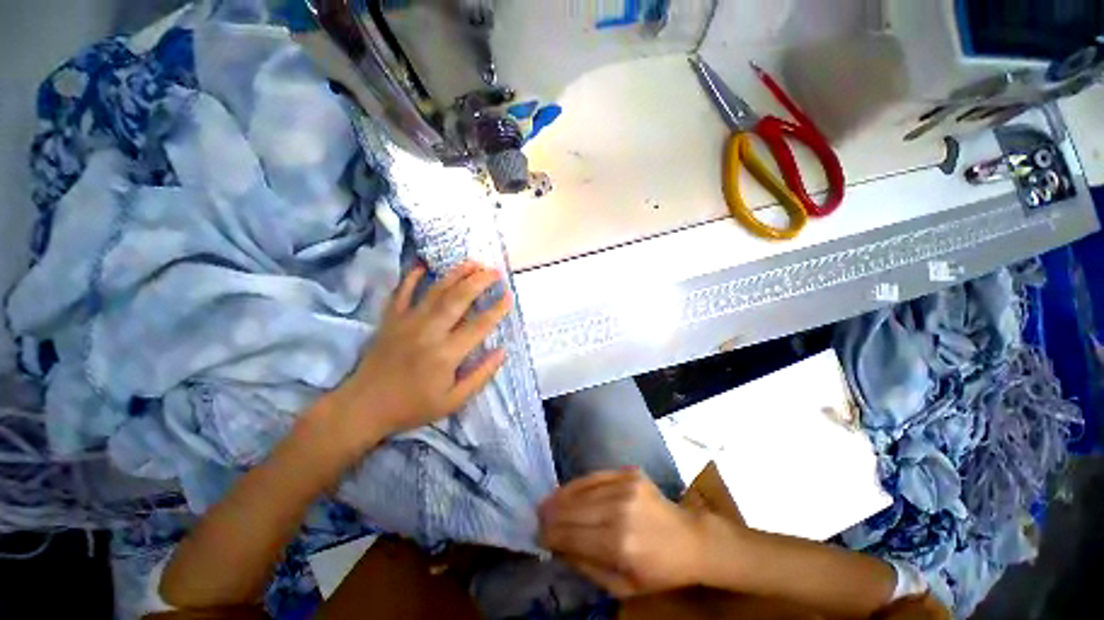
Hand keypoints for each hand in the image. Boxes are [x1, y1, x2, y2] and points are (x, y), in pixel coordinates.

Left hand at [322, 262, 511, 453]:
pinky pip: (401, 292)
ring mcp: (407, 322)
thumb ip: (481, 375)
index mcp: (446, 354)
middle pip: (459, 299)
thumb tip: (502, 351)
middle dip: (479, 281)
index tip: (509, 296)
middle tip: (495, 271)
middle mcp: (429, 332)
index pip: (479, 325)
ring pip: (436, 291)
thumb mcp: (453, 401)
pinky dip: (412, 277)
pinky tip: (423, 264)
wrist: (364, 407)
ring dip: (456, 274)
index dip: (497, 309)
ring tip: (473, 263)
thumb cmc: (413, 406)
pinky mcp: (390, 319)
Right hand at [538, 469, 710, 597]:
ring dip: (560, 497)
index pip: (573, 537)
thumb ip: (587, 566)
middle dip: (551, 515)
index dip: (552, 536)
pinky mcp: (629, 472)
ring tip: (545, 503)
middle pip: (574, 511)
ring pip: (582, 490)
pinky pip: (596, 476)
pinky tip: (566, 489)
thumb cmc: (659, 571)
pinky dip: (577, 484)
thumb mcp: (623, 586)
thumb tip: (559, 547)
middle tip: (537, 517)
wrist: (691, 539)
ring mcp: (625, 486)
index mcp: (620, 545)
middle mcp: (620, 511)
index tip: (538, 536)